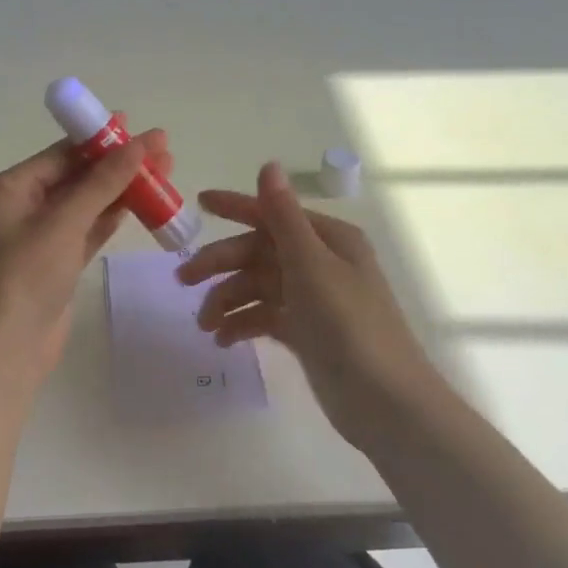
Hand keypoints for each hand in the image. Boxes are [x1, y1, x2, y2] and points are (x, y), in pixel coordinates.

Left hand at [0, 126, 171, 374]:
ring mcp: (40, 236)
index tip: (137, 126)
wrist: (5, 351)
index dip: (100, 138)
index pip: (60, 154)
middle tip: (162, 149)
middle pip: (76, 175)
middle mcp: (22, 207)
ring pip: (86, 203)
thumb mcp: (63, 223)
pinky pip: (88, 230)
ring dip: (121, 189)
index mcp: (9, 189)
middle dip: (117, 163)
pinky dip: (112, 217)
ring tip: (164, 171)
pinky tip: (143, 203)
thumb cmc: (25, 276)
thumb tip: (138, 143)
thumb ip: (102, 182)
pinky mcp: (56, 262)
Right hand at [177, 161, 443, 455]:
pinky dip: (243, 324)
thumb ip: (283, 217)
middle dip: (220, 264)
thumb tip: (269, 165)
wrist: (385, 403)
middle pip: (258, 252)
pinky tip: (223, 340)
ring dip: (227, 300)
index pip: (272, 214)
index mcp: (327, 239)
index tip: (198, 203)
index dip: (235, 207)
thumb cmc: (349, 325)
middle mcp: (320, 263)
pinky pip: (265, 316)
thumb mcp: (311, 265)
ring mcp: (313, 299)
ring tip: (205, 325)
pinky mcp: (306, 332)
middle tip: (183, 280)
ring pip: (258, 287)